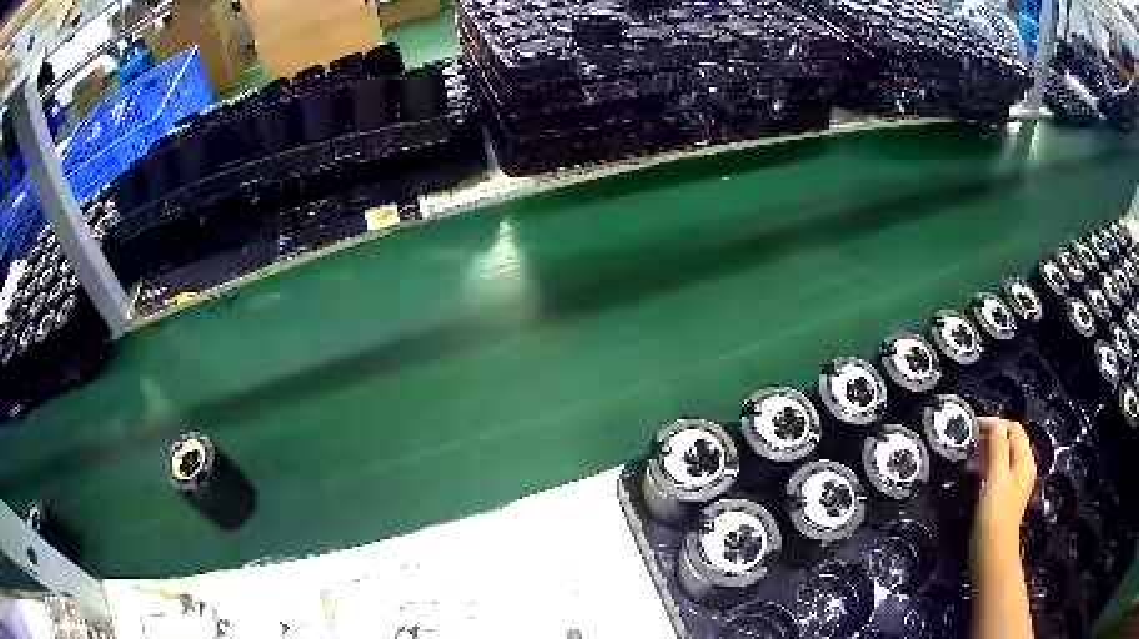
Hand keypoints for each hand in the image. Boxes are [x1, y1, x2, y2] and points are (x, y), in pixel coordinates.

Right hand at [971, 417, 1036, 550]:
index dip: (995, 424)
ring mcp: (1012, 483)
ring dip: (984, 452)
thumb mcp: (996, 479)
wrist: (991, 554)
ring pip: (1000, 456)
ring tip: (965, 456)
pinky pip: (995, 471)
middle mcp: (1021, 468)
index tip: (972, 426)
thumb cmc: (995, 515)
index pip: (1013, 429)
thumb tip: (995, 424)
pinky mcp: (1001, 496)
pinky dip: (983, 466)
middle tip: (967, 441)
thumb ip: (997, 449)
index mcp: (1024, 461)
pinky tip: (970, 472)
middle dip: (989, 437)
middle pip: (1007, 441)